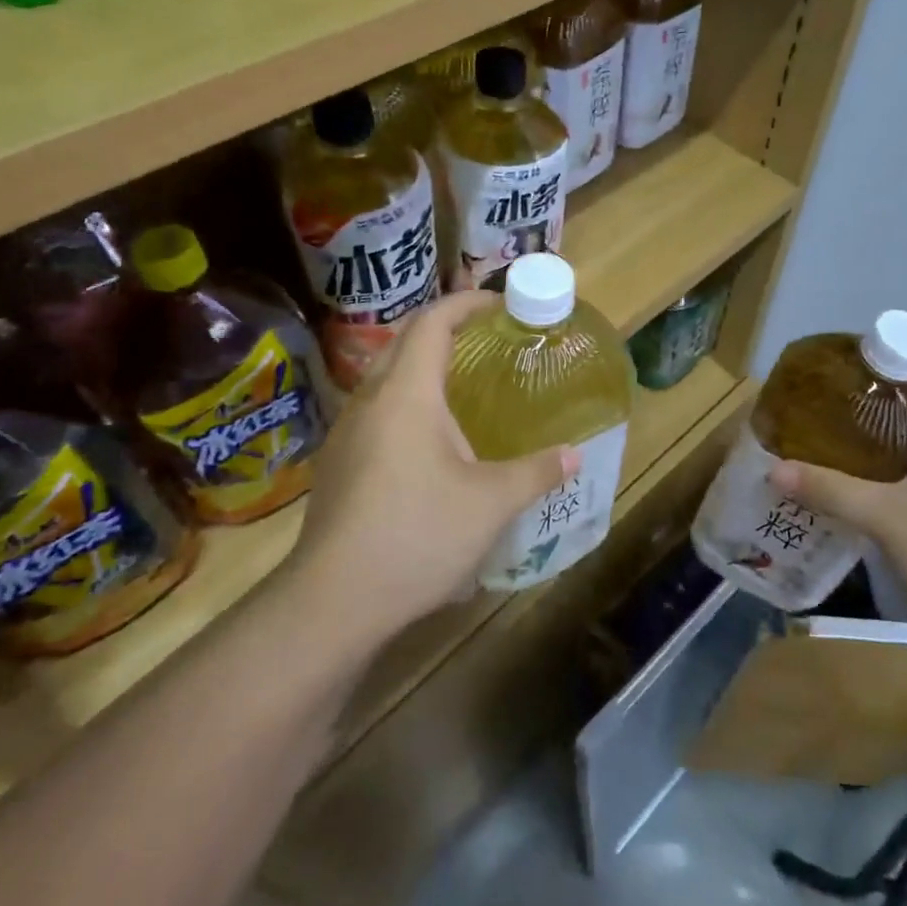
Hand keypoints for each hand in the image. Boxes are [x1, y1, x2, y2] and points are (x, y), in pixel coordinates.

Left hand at [283, 292, 576, 648]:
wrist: (332, 602)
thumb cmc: (417, 535)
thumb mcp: (491, 503)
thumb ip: (537, 472)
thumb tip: (574, 455)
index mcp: (406, 393)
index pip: (433, 322)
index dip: (467, 303)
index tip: (501, 304)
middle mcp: (370, 401)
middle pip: (404, 341)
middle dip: (445, 329)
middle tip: (488, 340)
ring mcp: (347, 433)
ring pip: (386, 379)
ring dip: (423, 368)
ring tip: (465, 388)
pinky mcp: (339, 464)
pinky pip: (377, 412)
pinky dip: (408, 403)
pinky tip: (432, 443)